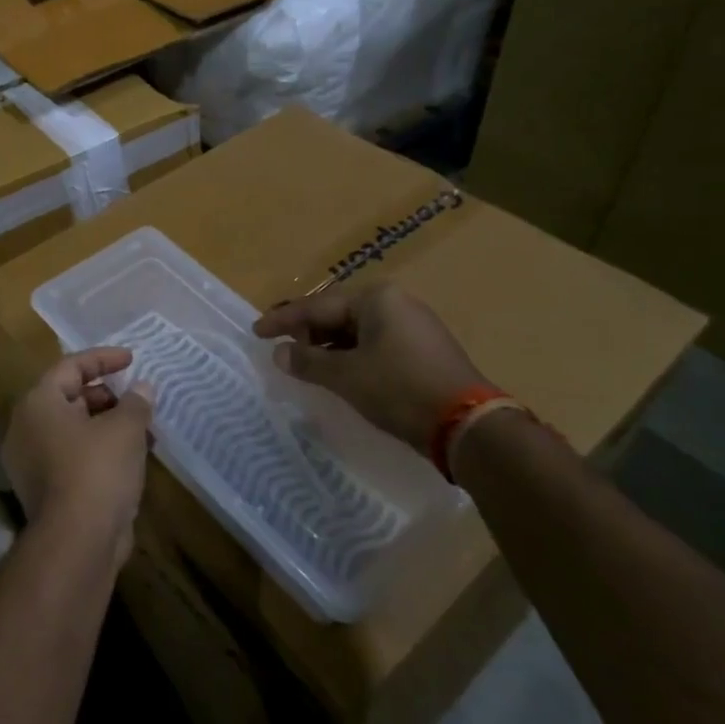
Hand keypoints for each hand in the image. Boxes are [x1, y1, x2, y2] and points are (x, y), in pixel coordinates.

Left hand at [1, 349, 154, 566]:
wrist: (76, 543)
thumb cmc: (97, 470)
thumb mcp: (125, 428)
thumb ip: (136, 402)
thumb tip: (142, 388)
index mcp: (38, 403)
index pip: (71, 366)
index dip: (103, 359)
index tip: (132, 359)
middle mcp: (27, 428)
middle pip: (70, 397)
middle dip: (109, 396)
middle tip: (138, 400)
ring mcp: (32, 462)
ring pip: (74, 429)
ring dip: (109, 425)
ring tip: (145, 430)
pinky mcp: (45, 489)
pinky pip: (74, 456)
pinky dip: (101, 450)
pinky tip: (133, 458)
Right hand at [253, 284, 483, 452]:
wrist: (468, 425)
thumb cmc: (399, 389)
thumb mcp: (346, 376)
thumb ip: (308, 362)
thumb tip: (279, 354)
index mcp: (376, 298)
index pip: (317, 306)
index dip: (284, 320)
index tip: (257, 331)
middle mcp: (396, 303)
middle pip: (338, 315)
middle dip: (308, 333)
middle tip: (281, 349)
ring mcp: (414, 326)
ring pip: (357, 332)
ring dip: (328, 348)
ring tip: (304, 364)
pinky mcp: (423, 351)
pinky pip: (375, 345)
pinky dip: (351, 357)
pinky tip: (338, 374)